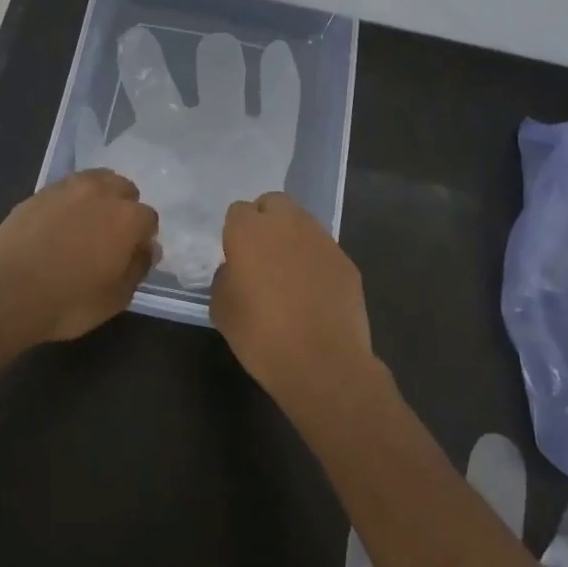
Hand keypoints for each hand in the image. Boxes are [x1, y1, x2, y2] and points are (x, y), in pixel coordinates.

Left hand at [0, 169, 160, 342]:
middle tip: (109, 236)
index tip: (131, 255)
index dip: (142, 238)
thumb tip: (147, 249)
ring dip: (99, 197)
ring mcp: (68, 188)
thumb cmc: (68, 302)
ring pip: (96, 180)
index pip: (149, 219)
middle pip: (124, 189)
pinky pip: (66, 188)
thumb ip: (137, 269)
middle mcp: (102, 193)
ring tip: (86, 223)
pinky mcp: (40, 192)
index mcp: (128, 218)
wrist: (5, 291)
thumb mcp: (115, 299)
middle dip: (123, 208)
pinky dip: (70, 201)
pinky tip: (59, 223)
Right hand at [210, 191, 372, 403]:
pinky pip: (323, 249)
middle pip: (273, 203)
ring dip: (291, 238)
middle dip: (266, 220)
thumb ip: (225, 277)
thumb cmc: (261, 336)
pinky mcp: (345, 260)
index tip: (235, 257)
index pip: (238, 211)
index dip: (235, 232)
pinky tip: (313, 292)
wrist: (323, 363)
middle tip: (261, 255)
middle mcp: (286, 223)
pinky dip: (315, 261)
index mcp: (249, 230)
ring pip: (301, 222)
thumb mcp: (222, 309)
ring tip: (288, 274)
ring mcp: (321, 239)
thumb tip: (236, 269)